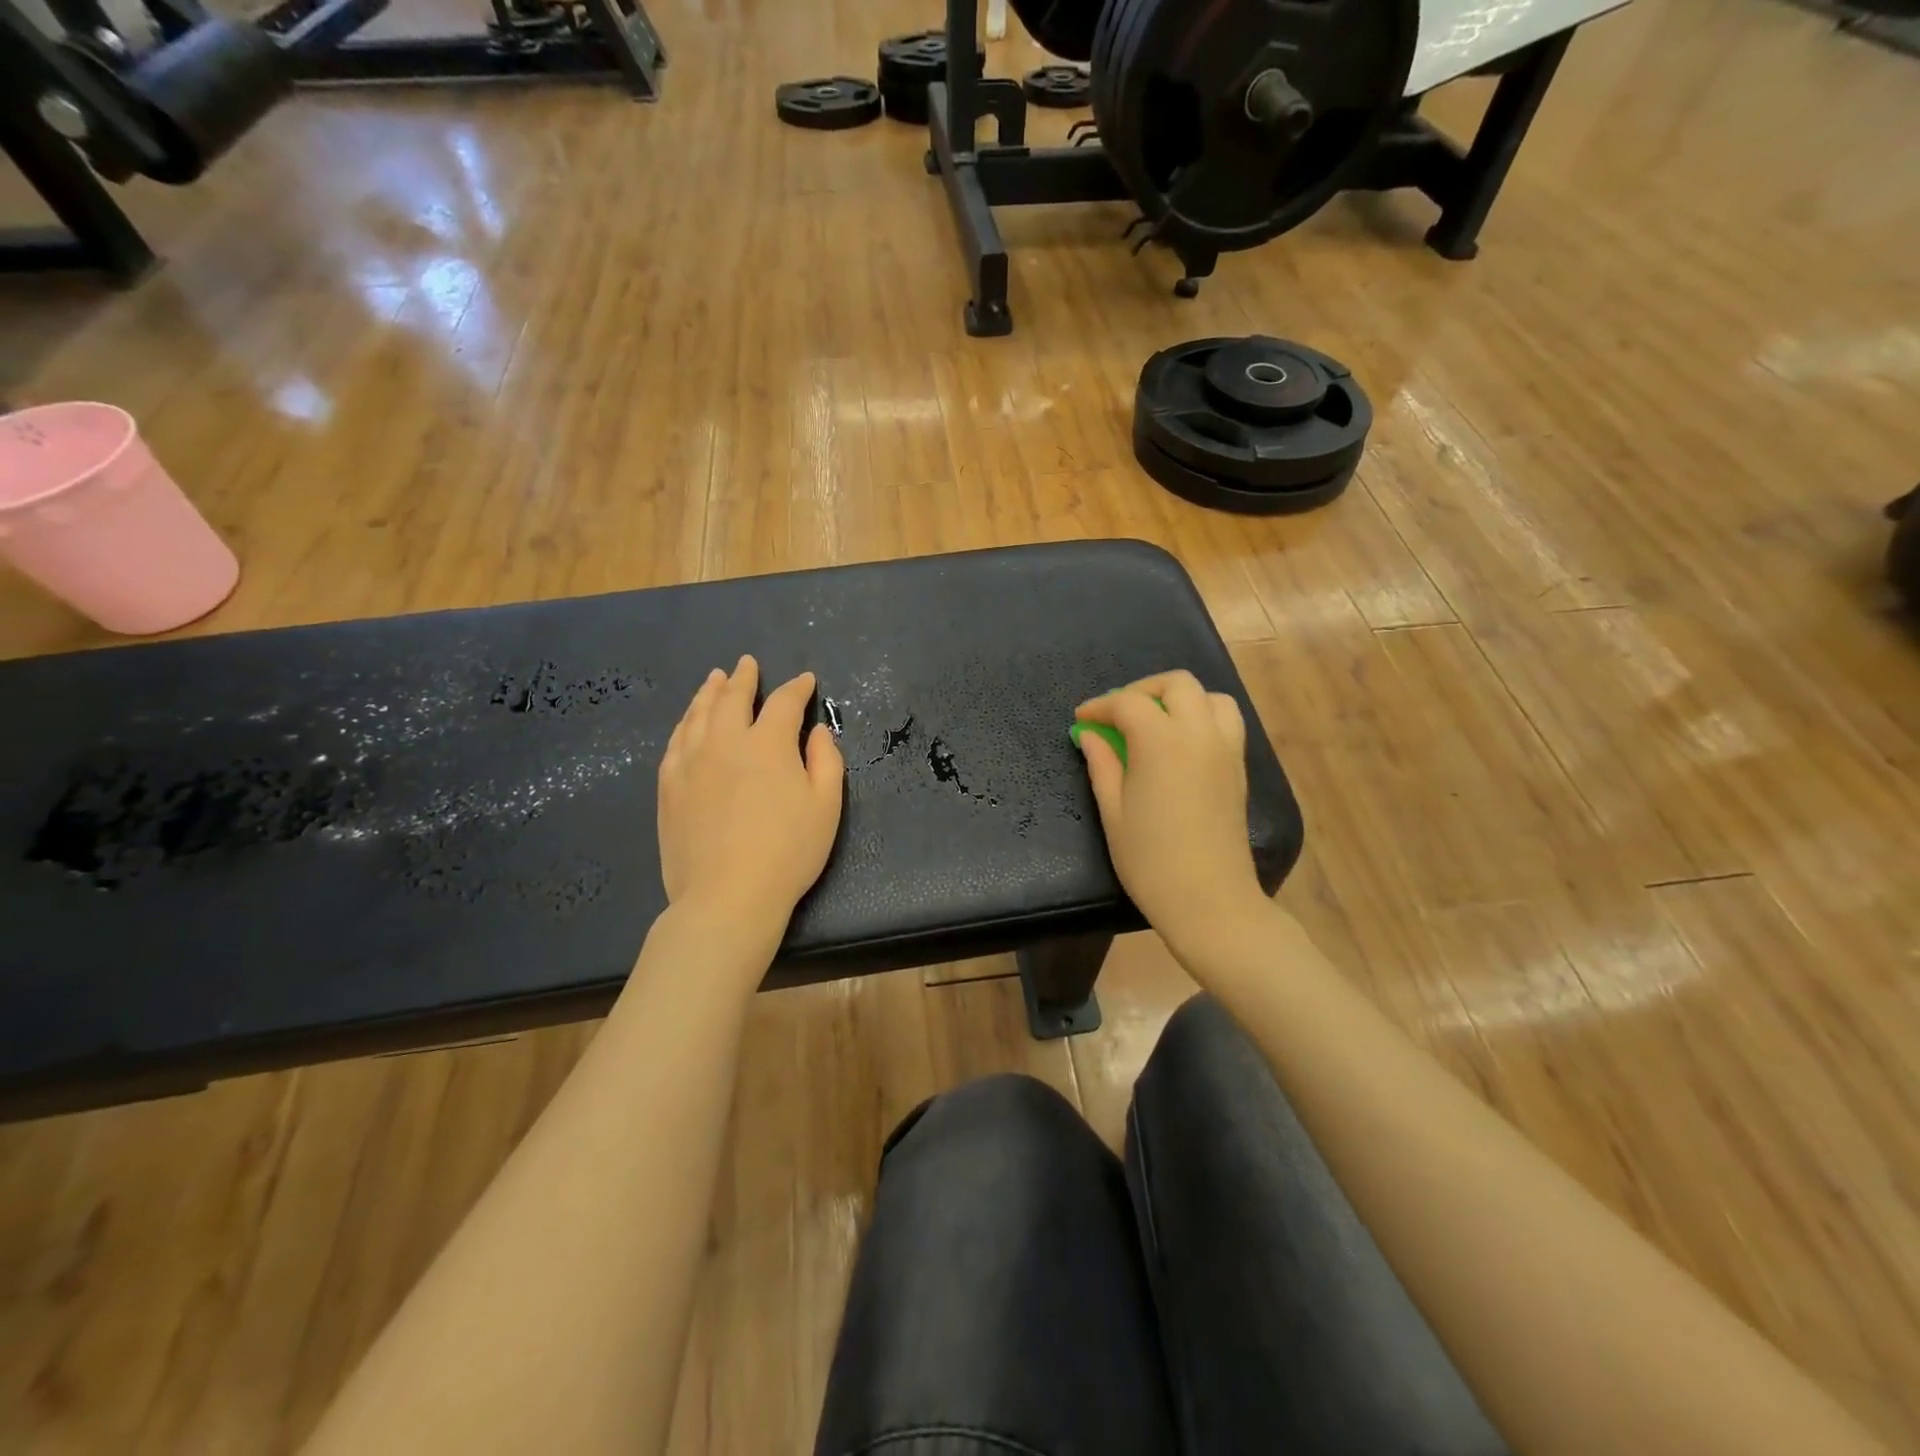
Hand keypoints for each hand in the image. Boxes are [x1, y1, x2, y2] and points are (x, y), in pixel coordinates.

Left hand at [658, 656, 844, 941]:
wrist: (727, 897)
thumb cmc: (788, 853)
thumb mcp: (826, 807)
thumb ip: (826, 761)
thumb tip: (817, 732)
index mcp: (768, 744)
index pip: (784, 703)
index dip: (797, 688)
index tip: (805, 680)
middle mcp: (725, 742)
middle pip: (732, 698)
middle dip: (743, 678)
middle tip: (747, 664)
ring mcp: (691, 762)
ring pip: (698, 714)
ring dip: (709, 692)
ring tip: (714, 679)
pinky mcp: (669, 786)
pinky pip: (675, 742)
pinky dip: (685, 723)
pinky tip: (688, 722)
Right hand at [1073, 670, 1268, 956]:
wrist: (1209, 900)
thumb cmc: (1150, 861)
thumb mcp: (1114, 812)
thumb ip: (1103, 765)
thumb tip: (1090, 735)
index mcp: (1162, 742)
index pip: (1128, 703)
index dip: (1101, 706)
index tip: (1082, 720)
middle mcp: (1199, 733)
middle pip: (1176, 684)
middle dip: (1142, 690)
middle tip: (1118, 714)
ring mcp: (1226, 749)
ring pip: (1210, 697)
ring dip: (1179, 699)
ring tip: (1155, 723)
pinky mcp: (1239, 768)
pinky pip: (1226, 722)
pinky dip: (1202, 716)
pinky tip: (1179, 744)